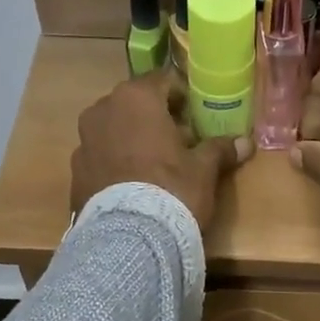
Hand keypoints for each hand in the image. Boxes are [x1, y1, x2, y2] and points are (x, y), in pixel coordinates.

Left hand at [71, 69, 251, 232]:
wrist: (129, 239)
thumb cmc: (172, 190)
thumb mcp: (203, 170)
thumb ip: (220, 150)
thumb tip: (245, 142)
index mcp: (136, 98)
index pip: (164, 81)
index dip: (184, 98)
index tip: (197, 118)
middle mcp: (102, 110)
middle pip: (135, 106)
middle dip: (156, 120)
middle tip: (179, 144)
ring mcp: (83, 142)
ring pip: (114, 132)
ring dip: (133, 142)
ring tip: (154, 169)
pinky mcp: (75, 173)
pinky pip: (101, 159)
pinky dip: (116, 166)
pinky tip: (132, 189)